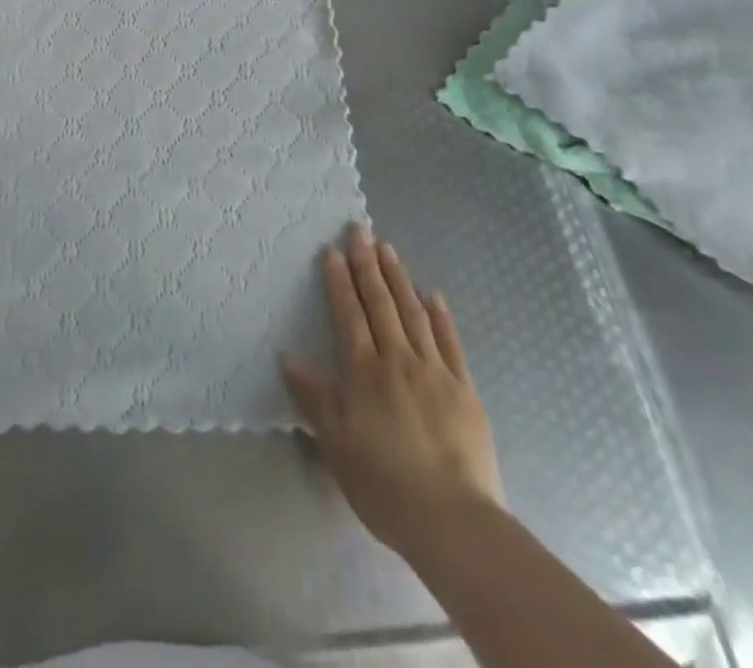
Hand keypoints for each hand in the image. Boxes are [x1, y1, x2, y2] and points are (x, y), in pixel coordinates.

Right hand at [281, 226, 504, 557]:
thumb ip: (313, 396)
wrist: (454, 522)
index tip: (333, 250)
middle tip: (360, 230)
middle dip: (368, 265)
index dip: (340, 281)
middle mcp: (398, 360)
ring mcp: (435, 371)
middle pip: (381, 303)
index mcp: (365, 372)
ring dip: (399, 278)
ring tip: (388, 249)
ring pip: (414, 313)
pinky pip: (450, 343)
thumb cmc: (384, 485)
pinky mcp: (465, 389)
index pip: (349, 314)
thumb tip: (287, 356)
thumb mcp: (335, 445)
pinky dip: (440, 316)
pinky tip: (434, 295)